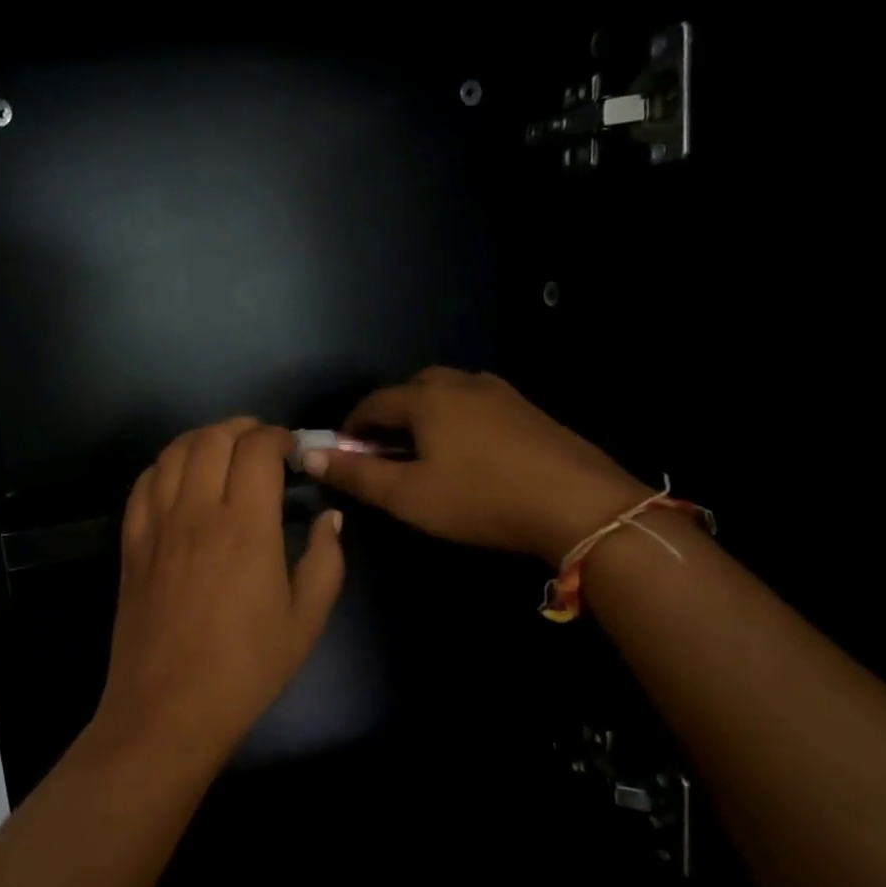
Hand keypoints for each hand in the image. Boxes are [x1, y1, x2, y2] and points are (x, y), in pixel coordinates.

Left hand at [97, 418, 345, 763]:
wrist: (168, 708)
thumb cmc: (246, 668)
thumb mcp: (306, 620)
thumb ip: (325, 560)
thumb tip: (330, 518)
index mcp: (245, 526)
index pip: (257, 449)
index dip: (277, 436)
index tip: (291, 450)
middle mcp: (196, 511)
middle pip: (213, 439)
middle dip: (242, 429)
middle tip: (262, 445)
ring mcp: (156, 524)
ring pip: (173, 452)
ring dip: (202, 439)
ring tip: (223, 452)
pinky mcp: (131, 543)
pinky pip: (143, 483)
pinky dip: (165, 465)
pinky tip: (180, 478)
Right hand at [302, 367, 646, 562]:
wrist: (577, 503)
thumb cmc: (480, 500)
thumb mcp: (408, 496)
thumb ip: (355, 476)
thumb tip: (309, 455)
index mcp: (425, 399)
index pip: (372, 404)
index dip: (351, 428)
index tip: (343, 454)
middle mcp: (460, 383)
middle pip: (410, 390)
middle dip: (389, 417)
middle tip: (383, 454)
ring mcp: (499, 392)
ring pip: (447, 393)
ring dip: (425, 415)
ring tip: (424, 452)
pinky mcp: (527, 408)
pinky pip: (477, 404)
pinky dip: (457, 419)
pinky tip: (468, 452)